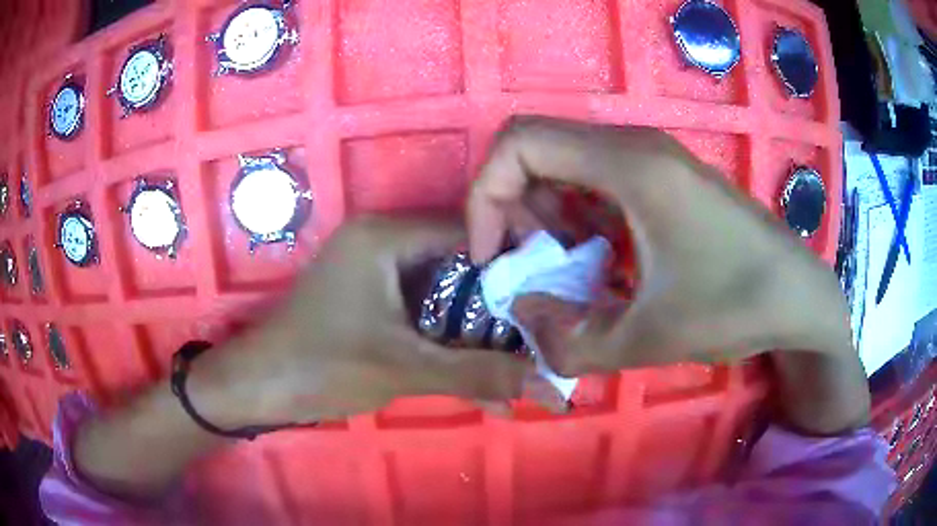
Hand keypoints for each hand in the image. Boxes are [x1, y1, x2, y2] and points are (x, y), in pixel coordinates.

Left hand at [191, 216, 547, 426]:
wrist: (259, 387)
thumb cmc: (321, 366)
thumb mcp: (404, 368)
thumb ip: (479, 374)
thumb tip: (552, 388)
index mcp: (385, 236)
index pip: (468, 232)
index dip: (513, 262)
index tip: (549, 296)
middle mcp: (381, 240)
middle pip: (458, 262)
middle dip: (497, 302)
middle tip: (539, 330)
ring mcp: (372, 269)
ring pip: (442, 289)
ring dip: (473, 326)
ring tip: (516, 354)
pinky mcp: (367, 295)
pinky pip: (421, 306)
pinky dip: (446, 334)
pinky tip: (474, 367)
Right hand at [468, 116, 852, 374]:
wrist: (798, 296)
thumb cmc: (736, 306)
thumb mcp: (648, 338)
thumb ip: (570, 341)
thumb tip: (521, 317)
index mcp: (629, 164)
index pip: (519, 143)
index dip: (486, 195)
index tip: (493, 256)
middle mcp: (636, 145)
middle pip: (536, 149)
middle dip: (512, 208)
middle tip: (529, 266)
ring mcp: (654, 157)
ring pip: (566, 162)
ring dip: (546, 213)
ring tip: (565, 269)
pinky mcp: (666, 177)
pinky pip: (598, 178)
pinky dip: (578, 215)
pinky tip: (601, 259)